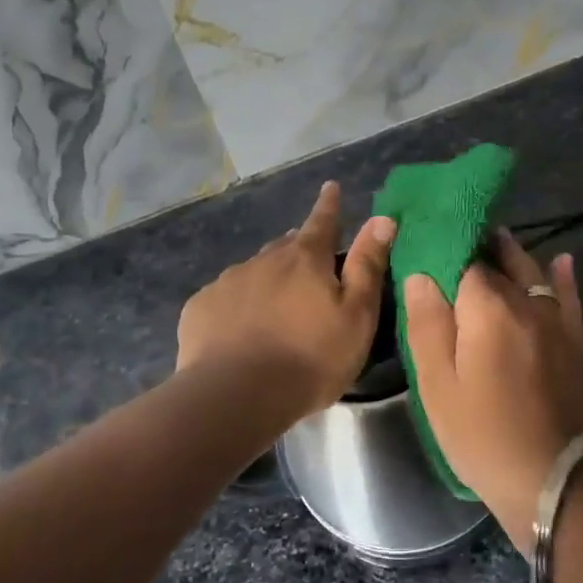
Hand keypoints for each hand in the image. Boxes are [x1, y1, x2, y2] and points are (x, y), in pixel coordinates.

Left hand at [177, 181, 395, 420]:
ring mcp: (228, 282)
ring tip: (276, 306)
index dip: (330, 205)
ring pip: (255, 271)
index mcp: (305, 259)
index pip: (322, 221)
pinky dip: (238, 304)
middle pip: (287, 246)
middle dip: (299, 248)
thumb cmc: (310, 359)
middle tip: (310, 261)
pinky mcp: (200, 308)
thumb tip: (382, 219)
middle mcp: (264, 259)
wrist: (236, 396)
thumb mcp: (357, 316)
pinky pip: (226, 297)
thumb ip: (368, 266)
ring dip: (269, 278)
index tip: (331, 187)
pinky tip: (240, 329)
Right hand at [403, 232, 582, 550]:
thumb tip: (420, 274)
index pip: (463, 261)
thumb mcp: (438, 386)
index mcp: (487, 308)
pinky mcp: (573, 343)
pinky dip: (563, 277)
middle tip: (455, 239)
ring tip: (495, 238)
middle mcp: (525, 303)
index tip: (426, 244)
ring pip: (532, 273)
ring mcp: (555, 322)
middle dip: (477, 247)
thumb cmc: (482, 435)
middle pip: (499, 262)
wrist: (552, 479)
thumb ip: (427, 324)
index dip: (444, 250)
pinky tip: (561, 260)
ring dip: (512, 255)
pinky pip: (569, 298)